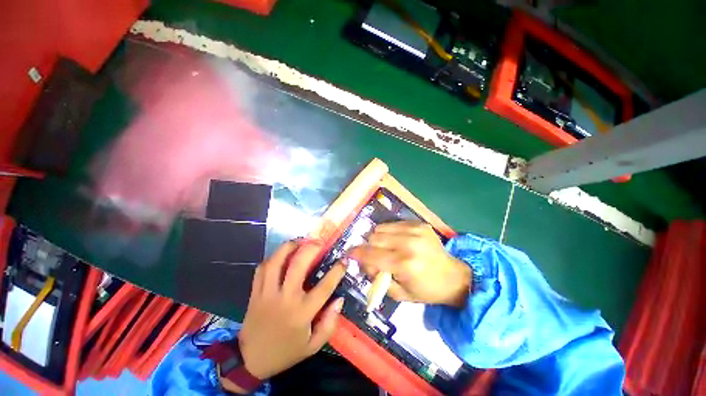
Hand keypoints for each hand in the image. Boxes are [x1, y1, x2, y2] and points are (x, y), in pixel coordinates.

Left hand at [226, 241, 345, 390]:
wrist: (250, 361)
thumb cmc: (286, 352)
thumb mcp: (313, 346)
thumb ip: (329, 324)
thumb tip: (339, 299)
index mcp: (302, 312)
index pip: (325, 286)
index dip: (337, 271)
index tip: (344, 260)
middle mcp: (285, 298)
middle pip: (298, 265)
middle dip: (311, 248)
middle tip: (320, 242)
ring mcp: (267, 293)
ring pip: (276, 262)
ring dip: (289, 247)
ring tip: (299, 241)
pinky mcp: (255, 293)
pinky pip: (262, 269)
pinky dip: (273, 258)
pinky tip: (281, 255)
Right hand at [348, 221, 470, 307]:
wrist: (454, 276)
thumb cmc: (426, 290)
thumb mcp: (400, 294)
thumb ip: (378, 278)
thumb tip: (364, 263)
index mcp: (405, 264)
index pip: (372, 255)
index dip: (357, 254)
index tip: (348, 254)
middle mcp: (409, 243)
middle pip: (374, 237)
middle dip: (368, 247)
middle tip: (373, 256)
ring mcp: (415, 230)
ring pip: (381, 228)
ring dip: (378, 238)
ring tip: (385, 248)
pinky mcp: (419, 224)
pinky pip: (393, 224)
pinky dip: (389, 232)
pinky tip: (396, 241)